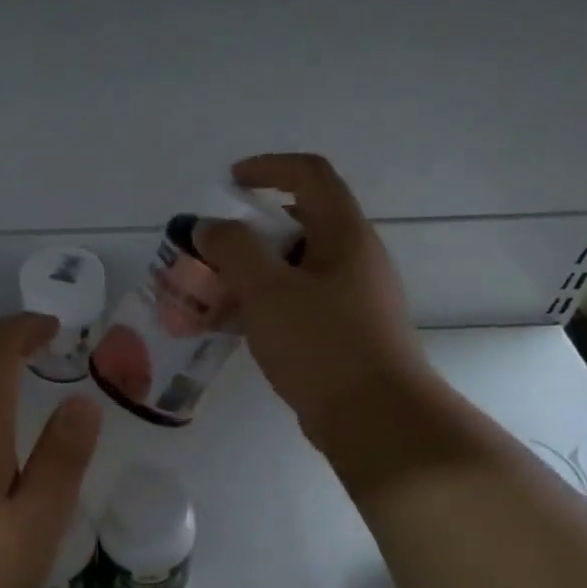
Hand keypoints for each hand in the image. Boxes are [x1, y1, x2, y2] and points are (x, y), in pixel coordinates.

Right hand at [196, 153, 426, 453]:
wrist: (377, 419)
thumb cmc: (323, 345)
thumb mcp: (268, 290)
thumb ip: (233, 249)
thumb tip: (209, 226)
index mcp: (344, 234)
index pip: (310, 175)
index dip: (268, 168)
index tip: (229, 184)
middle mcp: (354, 259)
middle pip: (300, 222)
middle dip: (250, 230)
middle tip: (213, 250)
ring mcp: (353, 298)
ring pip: (296, 267)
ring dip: (254, 271)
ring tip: (214, 292)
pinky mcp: (345, 333)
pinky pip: (299, 302)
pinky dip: (266, 303)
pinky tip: (236, 326)